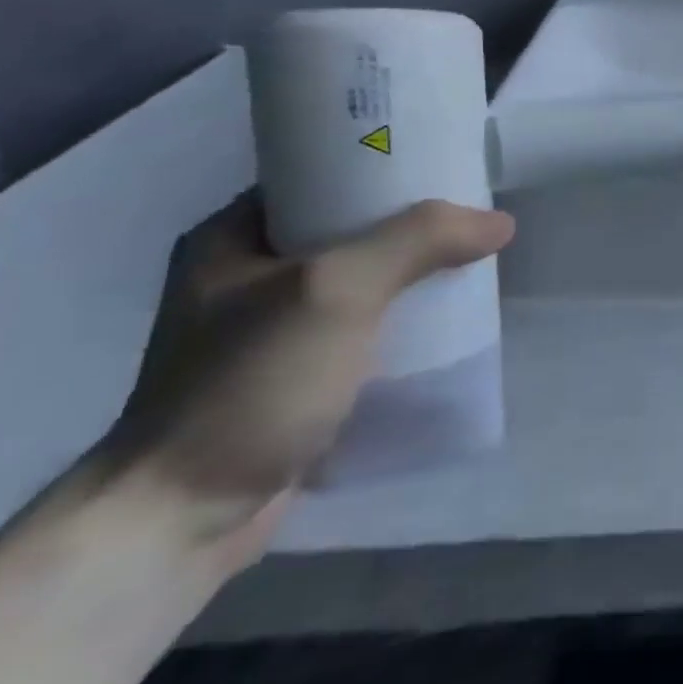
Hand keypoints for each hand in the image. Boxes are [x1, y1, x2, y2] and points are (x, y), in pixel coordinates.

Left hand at [103, 196, 514, 559]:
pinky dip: (403, 320)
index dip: (385, 166)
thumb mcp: (336, 291)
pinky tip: (444, 323)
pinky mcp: (295, 375)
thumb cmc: (250, 384)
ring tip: (471, 267)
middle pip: (350, 229)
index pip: (321, 176)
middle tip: (472, 220)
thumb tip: (499, 221)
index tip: (446, 166)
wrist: (183, 517)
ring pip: (362, 281)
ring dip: (413, 276)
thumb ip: (418, 242)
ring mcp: (269, 330)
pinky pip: (364, 327)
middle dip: (414, 225)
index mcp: (232, 237)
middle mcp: (246, 276)